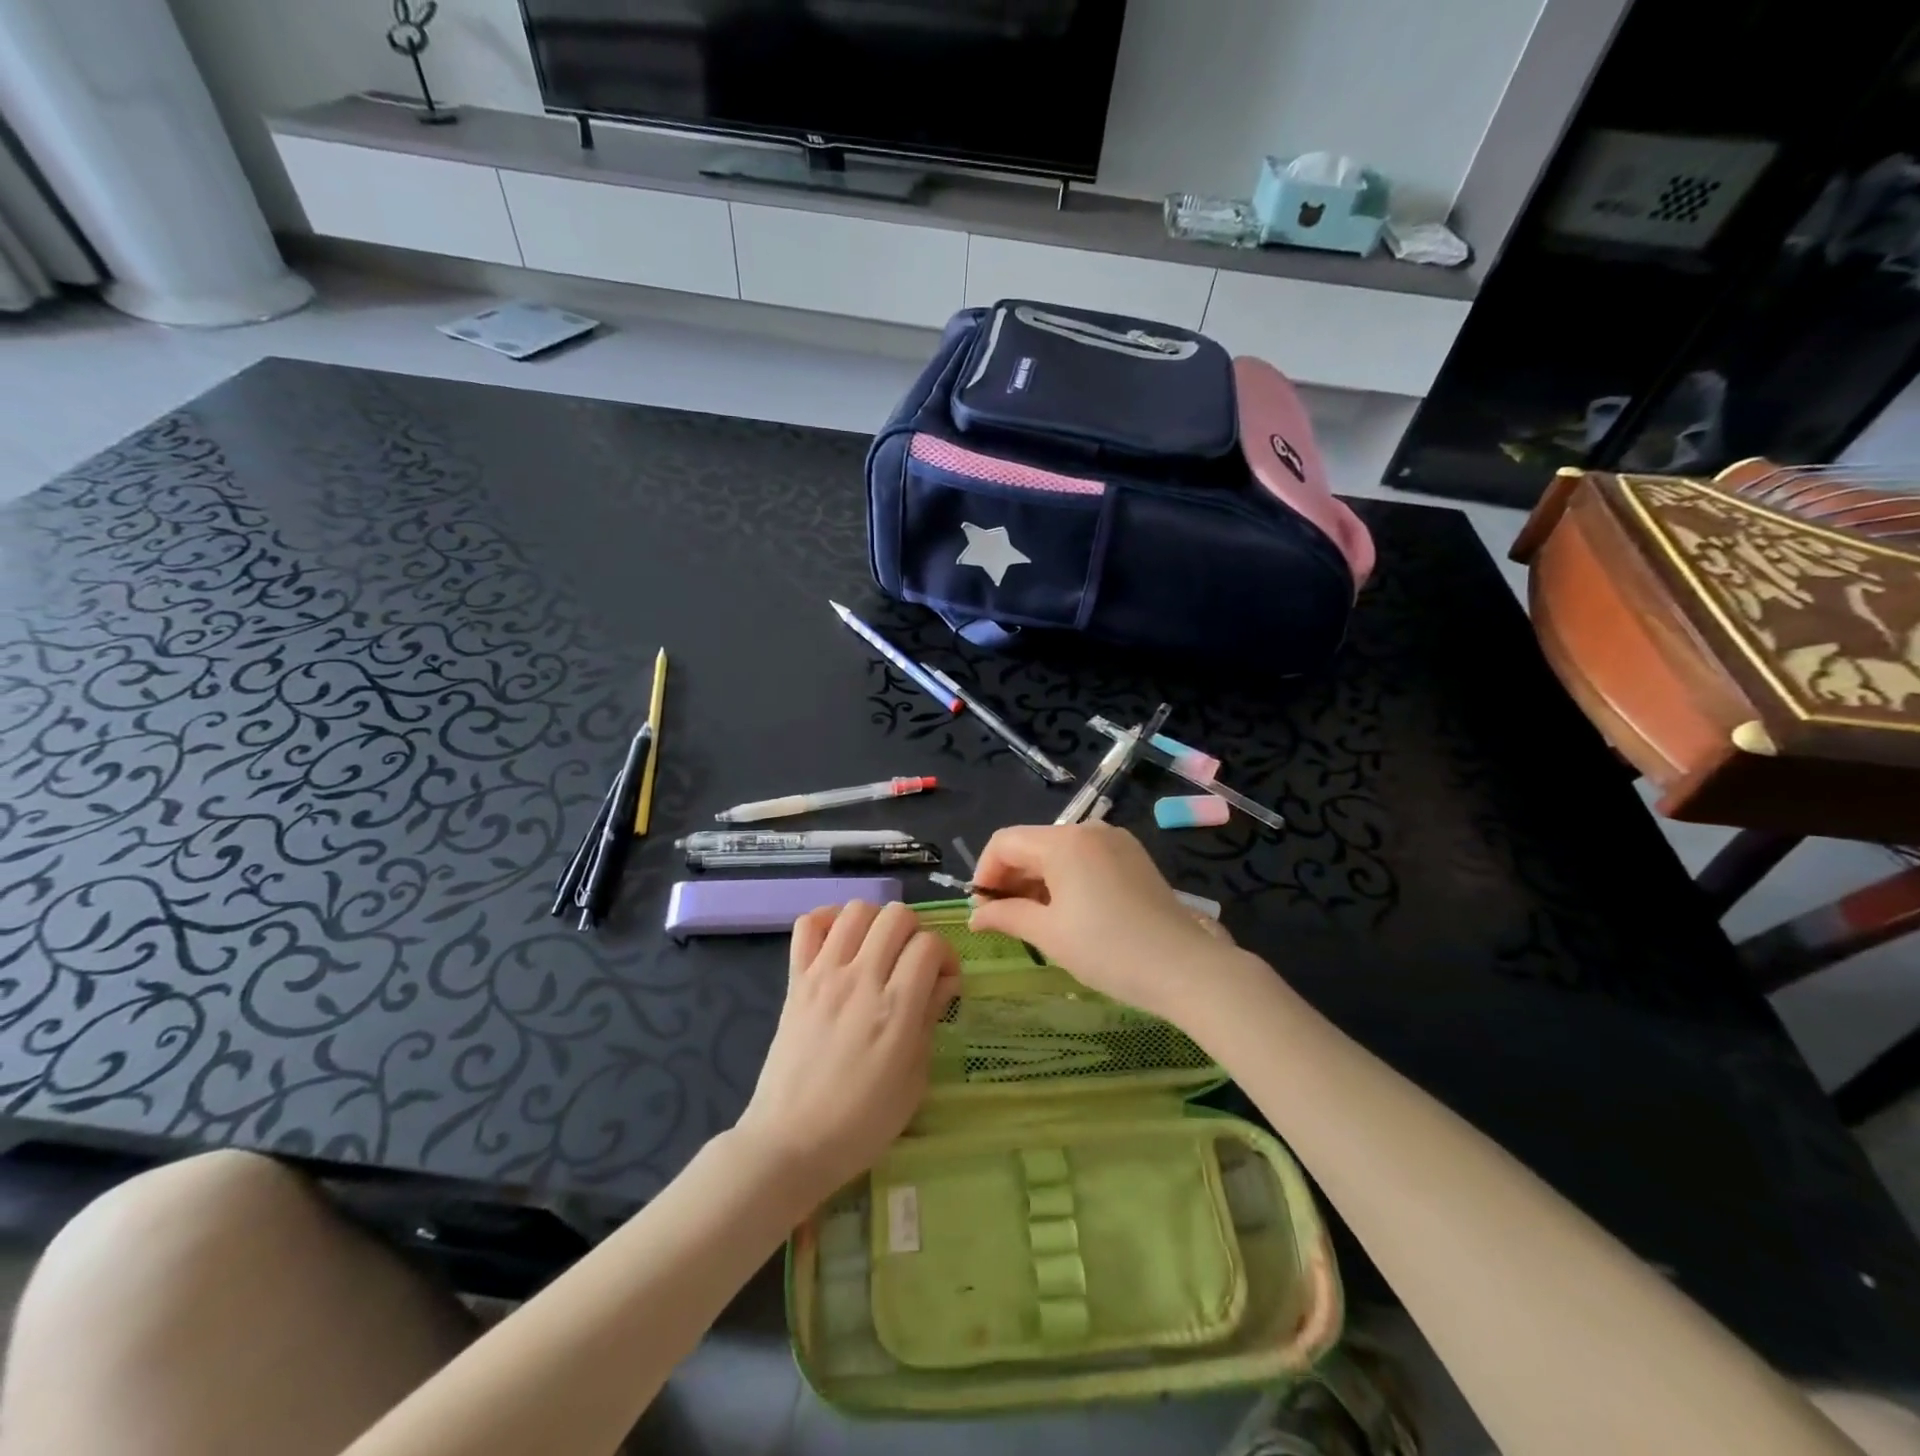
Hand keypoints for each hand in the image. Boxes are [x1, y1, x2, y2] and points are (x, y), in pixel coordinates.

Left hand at [735, 901, 958, 1202]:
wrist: (790, 1143)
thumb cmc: (861, 1123)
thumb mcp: (914, 1080)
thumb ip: (929, 1020)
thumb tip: (943, 982)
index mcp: (895, 1008)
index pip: (929, 945)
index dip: (946, 956)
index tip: (944, 981)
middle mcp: (861, 979)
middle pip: (896, 916)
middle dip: (915, 932)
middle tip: (913, 963)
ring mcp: (823, 975)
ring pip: (856, 910)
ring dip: (876, 922)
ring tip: (878, 950)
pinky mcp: (795, 980)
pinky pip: (808, 925)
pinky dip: (828, 921)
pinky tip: (840, 943)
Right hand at [968, 824, 1240, 1021]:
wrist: (1185, 968)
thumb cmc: (1108, 950)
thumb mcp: (1049, 935)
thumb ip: (1006, 916)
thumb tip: (975, 916)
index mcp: (1064, 841)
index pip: (1005, 842)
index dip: (984, 873)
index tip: (982, 909)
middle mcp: (1089, 830)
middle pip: (1032, 844)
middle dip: (1010, 877)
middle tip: (1003, 919)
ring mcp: (1115, 841)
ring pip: (1058, 852)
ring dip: (1037, 880)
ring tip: (1034, 920)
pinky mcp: (1133, 857)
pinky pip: (1085, 858)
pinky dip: (1065, 878)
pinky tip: (1067, 912)